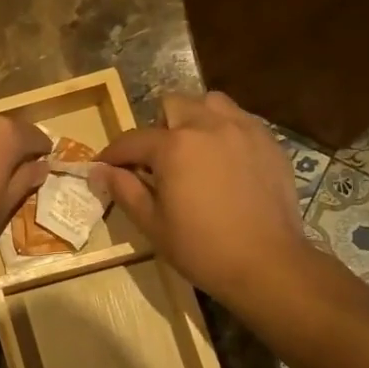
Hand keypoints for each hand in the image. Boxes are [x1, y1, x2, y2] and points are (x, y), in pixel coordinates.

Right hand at [93, 92, 309, 307]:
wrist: (267, 264)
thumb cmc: (201, 248)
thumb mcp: (152, 224)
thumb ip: (124, 190)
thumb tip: (99, 170)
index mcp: (174, 146)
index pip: (132, 140)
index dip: (113, 154)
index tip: (104, 167)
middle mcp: (208, 125)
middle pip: (172, 105)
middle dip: (157, 128)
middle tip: (157, 160)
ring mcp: (244, 129)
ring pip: (210, 103)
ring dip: (194, 119)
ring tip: (194, 149)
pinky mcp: (269, 141)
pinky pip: (240, 120)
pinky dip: (224, 130)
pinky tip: (224, 160)